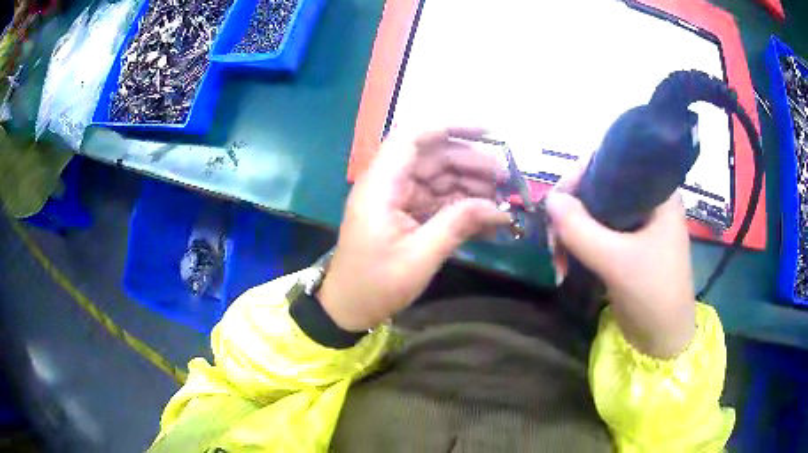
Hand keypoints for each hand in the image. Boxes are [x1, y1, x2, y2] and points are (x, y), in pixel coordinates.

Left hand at [318, 127, 510, 330]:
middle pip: (432, 157)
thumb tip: (500, 209)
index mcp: (382, 185)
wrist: (347, 309)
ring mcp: (396, 199)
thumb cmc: (376, 284)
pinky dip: (460, 206)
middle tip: (506, 177)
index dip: (450, 126)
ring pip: (438, 178)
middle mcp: (388, 184)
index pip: (413, 136)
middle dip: (470, 162)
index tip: (487, 133)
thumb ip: (459, 225)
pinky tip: (487, 216)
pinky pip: (436, 200)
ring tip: (502, 198)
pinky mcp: (404, 215)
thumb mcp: (420, 257)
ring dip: (470, 184)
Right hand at [546, 180, 695, 357]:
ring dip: (571, 230)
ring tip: (558, 257)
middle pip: (600, 187)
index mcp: (657, 192)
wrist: (664, 340)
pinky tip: (566, 261)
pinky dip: (578, 243)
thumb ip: (582, 230)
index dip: (582, 175)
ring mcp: (637, 224)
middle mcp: (647, 201)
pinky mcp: (627, 245)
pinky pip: (596, 232)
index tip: (558, 201)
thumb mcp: (617, 262)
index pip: (614, 163)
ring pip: (595, 211)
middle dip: (572, 210)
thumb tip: (549, 200)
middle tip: (554, 237)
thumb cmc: (654, 294)